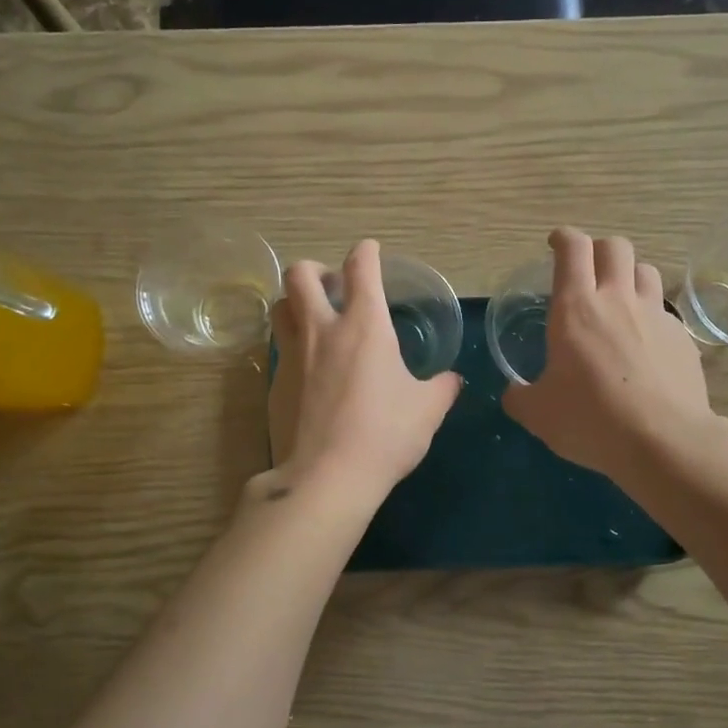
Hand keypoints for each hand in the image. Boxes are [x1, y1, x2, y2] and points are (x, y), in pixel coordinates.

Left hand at [268, 239, 461, 504]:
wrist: (326, 477)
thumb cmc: (385, 435)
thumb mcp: (427, 411)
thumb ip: (441, 388)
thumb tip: (453, 380)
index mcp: (364, 326)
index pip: (360, 268)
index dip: (366, 251)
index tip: (370, 251)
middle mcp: (322, 330)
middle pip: (300, 274)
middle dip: (315, 269)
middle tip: (332, 286)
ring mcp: (292, 356)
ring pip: (279, 307)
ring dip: (295, 303)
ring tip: (314, 320)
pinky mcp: (274, 384)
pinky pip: (279, 349)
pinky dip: (293, 346)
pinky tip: (310, 371)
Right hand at [502, 227, 719, 477]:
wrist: (664, 441)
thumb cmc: (591, 420)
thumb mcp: (538, 414)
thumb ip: (520, 397)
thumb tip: (513, 393)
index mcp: (576, 309)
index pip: (573, 249)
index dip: (563, 238)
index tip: (556, 243)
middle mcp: (618, 301)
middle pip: (615, 246)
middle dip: (599, 249)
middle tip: (588, 271)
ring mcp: (656, 317)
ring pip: (646, 271)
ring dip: (630, 276)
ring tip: (620, 300)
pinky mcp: (683, 339)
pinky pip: (665, 313)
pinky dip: (651, 318)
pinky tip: (645, 346)